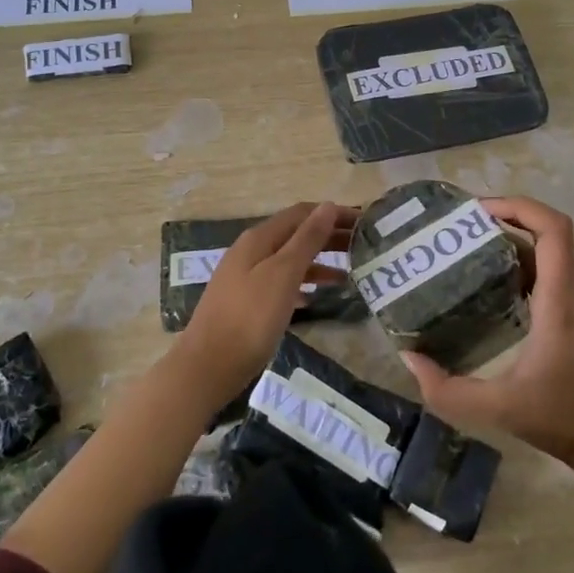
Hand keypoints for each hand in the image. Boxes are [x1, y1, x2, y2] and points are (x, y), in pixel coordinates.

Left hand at [173, 201, 353, 406]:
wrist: (208, 366)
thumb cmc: (250, 318)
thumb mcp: (283, 274)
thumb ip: (306, 239)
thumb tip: (328, 205)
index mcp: (259, 238)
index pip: (303, 213)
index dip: (334, 213)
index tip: (365, 222)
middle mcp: (251, 251)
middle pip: (296, 234)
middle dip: (329, 236)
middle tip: (364, 245)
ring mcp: (246, 276)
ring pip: (289, 259)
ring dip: (318, 261)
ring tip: (349, 273)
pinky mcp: (246, 302)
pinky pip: (280, 282)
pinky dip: (302, 283)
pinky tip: (314, 298)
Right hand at [401, 196, 573, 481]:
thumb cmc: (566, 422)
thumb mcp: (500, 409)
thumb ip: (448, 390)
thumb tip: (410, 358)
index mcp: (561, 300)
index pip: (553, 228)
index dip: (518, 206)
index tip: (478, 211)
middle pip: (547, 233)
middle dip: (505, 219)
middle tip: (461, 229)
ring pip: (550, 252)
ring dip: (513, 241)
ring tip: (468, 251)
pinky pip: (551, 273)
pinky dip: (522, 265)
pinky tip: (491, 287)